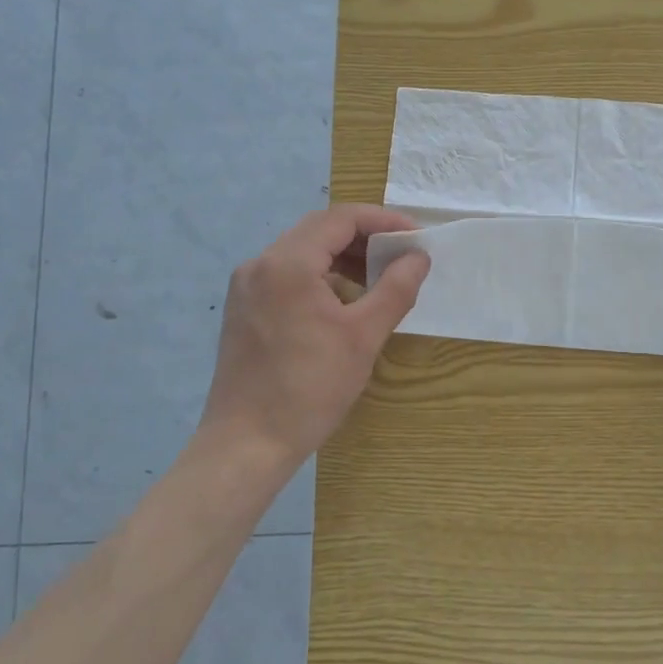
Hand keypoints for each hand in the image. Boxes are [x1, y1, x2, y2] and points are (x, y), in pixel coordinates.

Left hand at [200, 204, 429, 465]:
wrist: (246, 444)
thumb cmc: (310, 388)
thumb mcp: (363, 336)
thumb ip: (395, 288)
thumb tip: (418, 257)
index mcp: (288, 263)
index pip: (340, 219)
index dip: (382, 221)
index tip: (416, 237)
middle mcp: (260, 264)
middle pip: (319, 229)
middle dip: (364, 236)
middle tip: (401, 254)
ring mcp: (247, 286)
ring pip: (302, 251)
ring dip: (342, 255)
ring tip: (378, 277)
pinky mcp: (243, 307)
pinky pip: (287, 273)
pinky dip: (319, 274)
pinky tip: (343, 299)